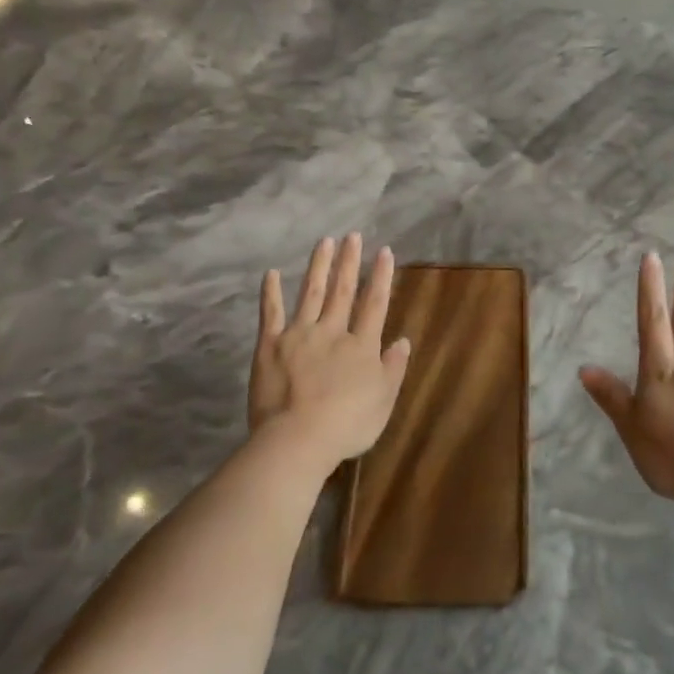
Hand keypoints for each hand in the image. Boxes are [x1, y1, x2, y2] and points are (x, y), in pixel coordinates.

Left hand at [249, 234, 411, 478]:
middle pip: (343, 291)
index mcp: (361, 346)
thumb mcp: (384, 401)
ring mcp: (299, 334)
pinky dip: (271, 292)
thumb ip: (393, 368)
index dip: (380, 277)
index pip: (375, 304)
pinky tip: (271, 273)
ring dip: (319, 266)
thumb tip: (403, 340)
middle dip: (350, 262)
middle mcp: (332, 331)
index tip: (384, 251)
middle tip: (353, 235)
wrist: (298, 438)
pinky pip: (270, 313)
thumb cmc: (347, 425)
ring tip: (325, 242)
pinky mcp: (270, 344)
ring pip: (311, 293)